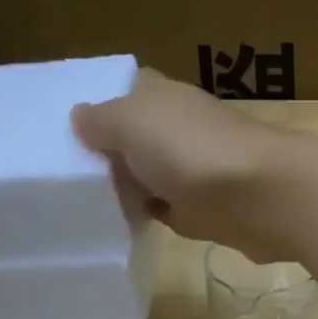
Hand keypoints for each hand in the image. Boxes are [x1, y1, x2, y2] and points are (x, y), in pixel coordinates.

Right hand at [72, 68, 305, 261]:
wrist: (261, 197)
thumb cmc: (191, 150)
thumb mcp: (131, 122)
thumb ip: (101, 120)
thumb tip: (80, 118)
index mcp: (163, 97)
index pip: (124, 92)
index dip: (96, 107)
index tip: (58, 130)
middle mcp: (180, 129)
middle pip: (134, 139)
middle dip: (105, 153)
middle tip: (56, 174)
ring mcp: (194, 172)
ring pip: (149, 176)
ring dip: (125, 187)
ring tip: (78, 202)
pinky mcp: (205, 212)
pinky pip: (166, 211)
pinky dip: (147, 216)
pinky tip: (118, 226)